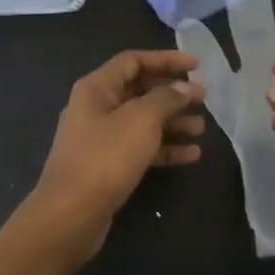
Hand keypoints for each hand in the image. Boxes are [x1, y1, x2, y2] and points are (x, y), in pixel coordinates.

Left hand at [21, 50, 204, 267]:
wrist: (71, 214)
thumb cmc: (105, 157)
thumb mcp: (141, 120)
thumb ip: (166, 98)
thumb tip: (184, 87)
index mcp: (97, 88)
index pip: (134, 61)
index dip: (166, 59)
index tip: (197, 65)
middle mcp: (96, 107)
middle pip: (140, 90)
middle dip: (173, 94)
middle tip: (203, 100)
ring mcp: (100, 138)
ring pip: (142, 121)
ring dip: (173, 122)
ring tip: (201, 129)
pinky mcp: (107, 165)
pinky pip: (140, 147)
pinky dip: (164, 148)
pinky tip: (191, 155)